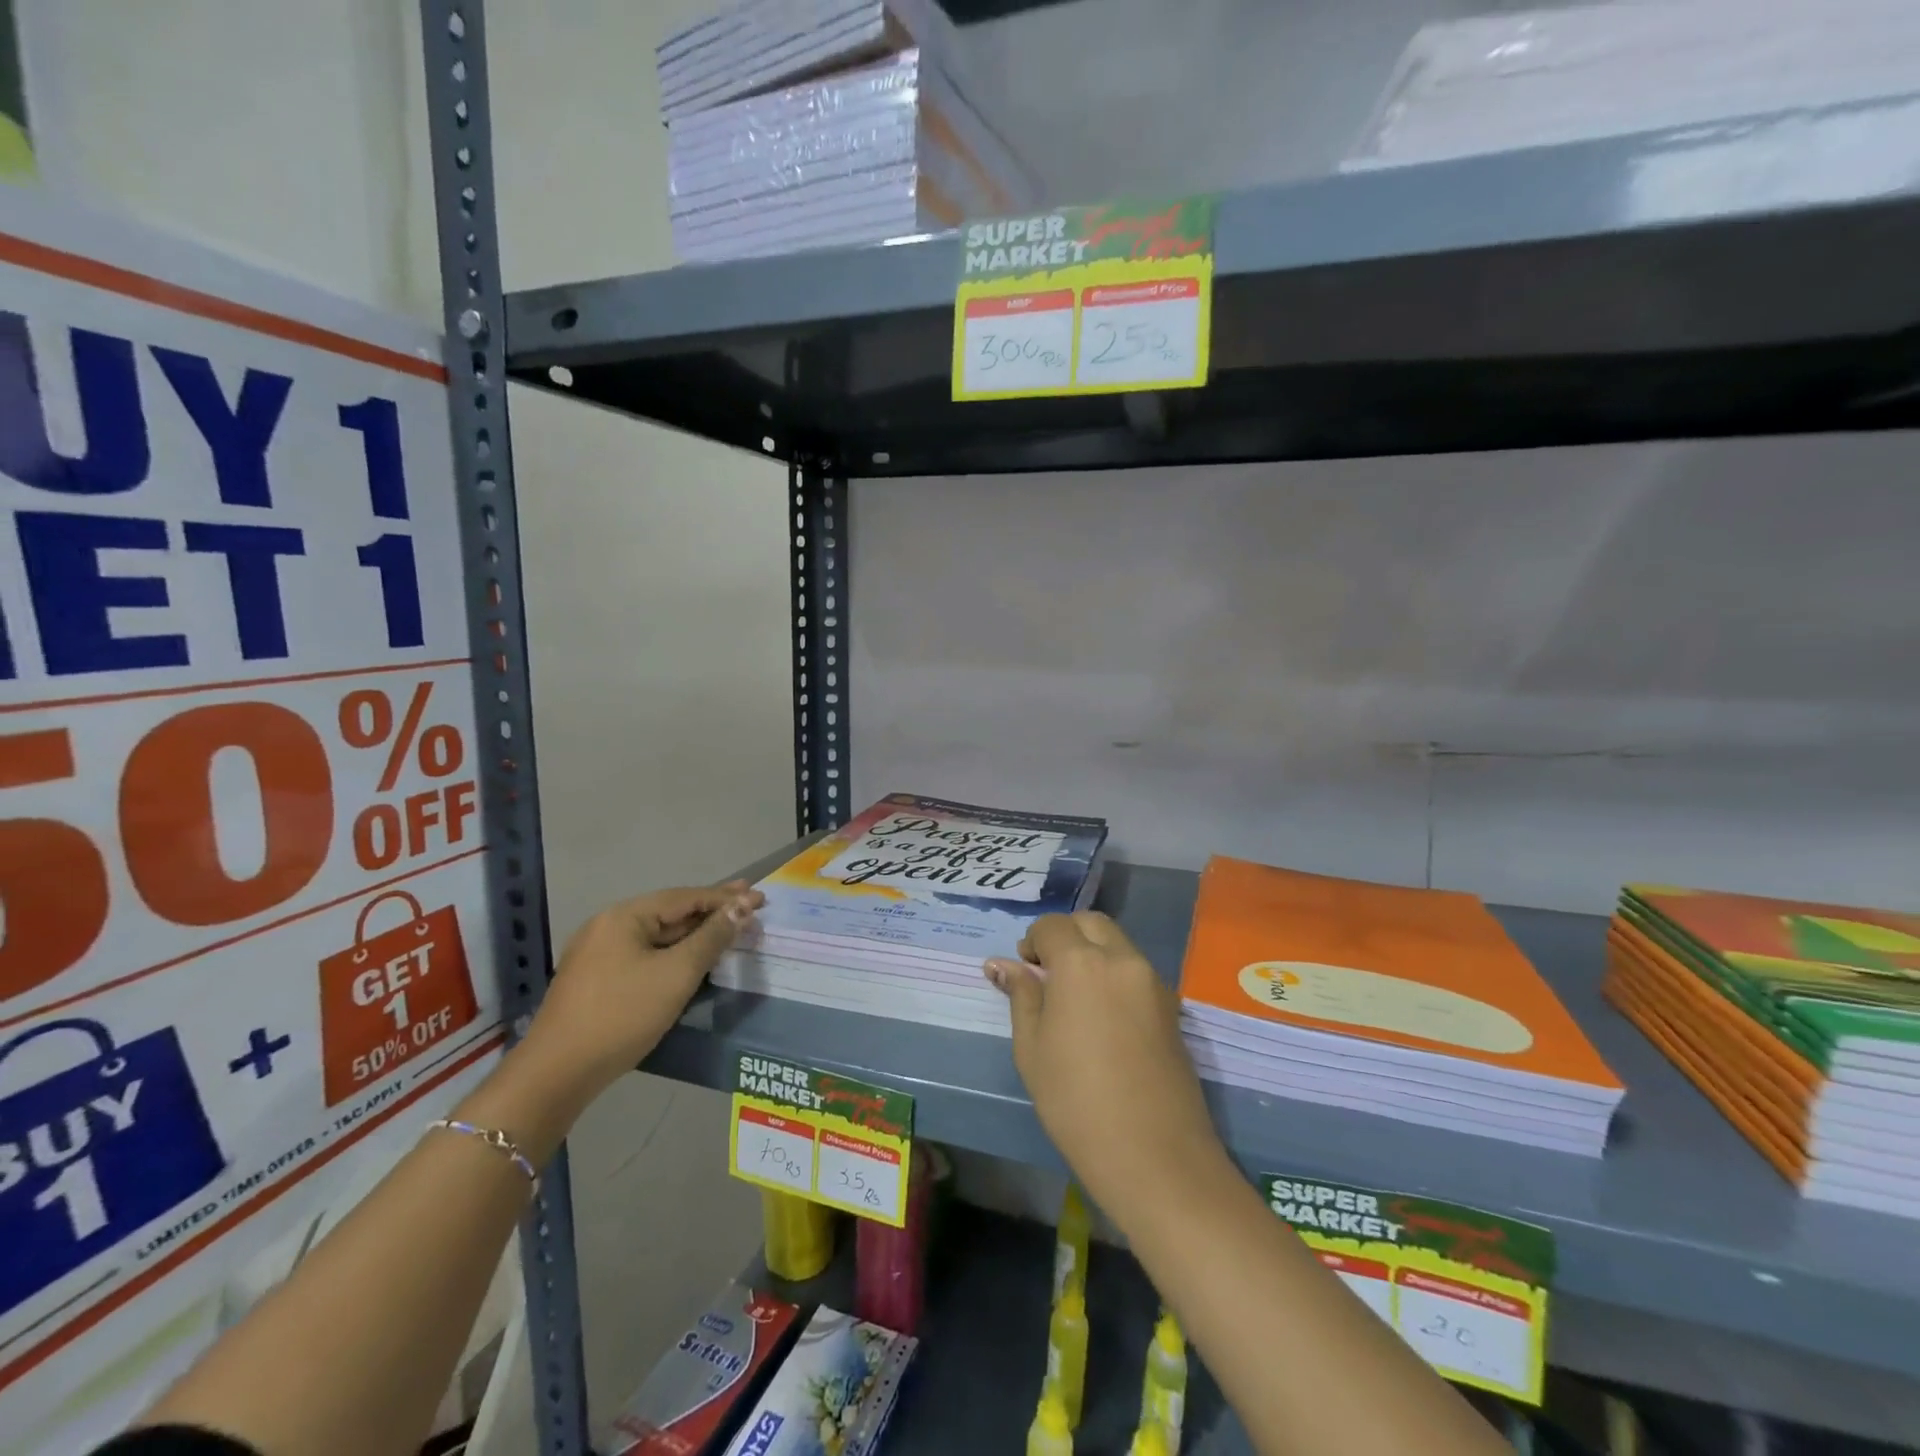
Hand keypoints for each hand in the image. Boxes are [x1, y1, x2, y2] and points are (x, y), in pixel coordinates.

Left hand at [527, 881, 762, 1095]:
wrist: (556, 1074)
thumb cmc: (622, 1014)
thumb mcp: (677, 973)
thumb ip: (712, 937)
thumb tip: (743, 906)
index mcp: (624, 916)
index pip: (686, 897)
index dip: (726, 898)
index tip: (760, 898)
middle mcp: (608, 926)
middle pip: (670, 912)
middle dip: (711, 909)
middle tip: (749, 902)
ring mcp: (598, 954)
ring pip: (657, 935)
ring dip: (694, 931)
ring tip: (727, 926)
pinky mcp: (596, 980)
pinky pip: (645, 954)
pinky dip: (674, 951)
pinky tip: (691, 956)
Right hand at [985, 912, 1227, 1221]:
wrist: (1155, 1156)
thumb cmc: (1076, 1101)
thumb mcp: (1032, 1048)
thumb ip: (1021, 996)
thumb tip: (1001, 964)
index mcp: (1082, 963)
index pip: (1053, 926)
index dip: (1033, 941)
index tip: (1025, 970)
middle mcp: (1122, 959)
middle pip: (1092, 923)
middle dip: (1066, 935)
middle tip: (1047, 973)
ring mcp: (1154, 982)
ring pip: (1119, 944)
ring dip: (1093, 952)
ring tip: (1075, 997)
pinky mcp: (1173, 1008)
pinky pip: (1137, 971)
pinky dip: (1116, 974)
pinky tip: (1104, 1016)